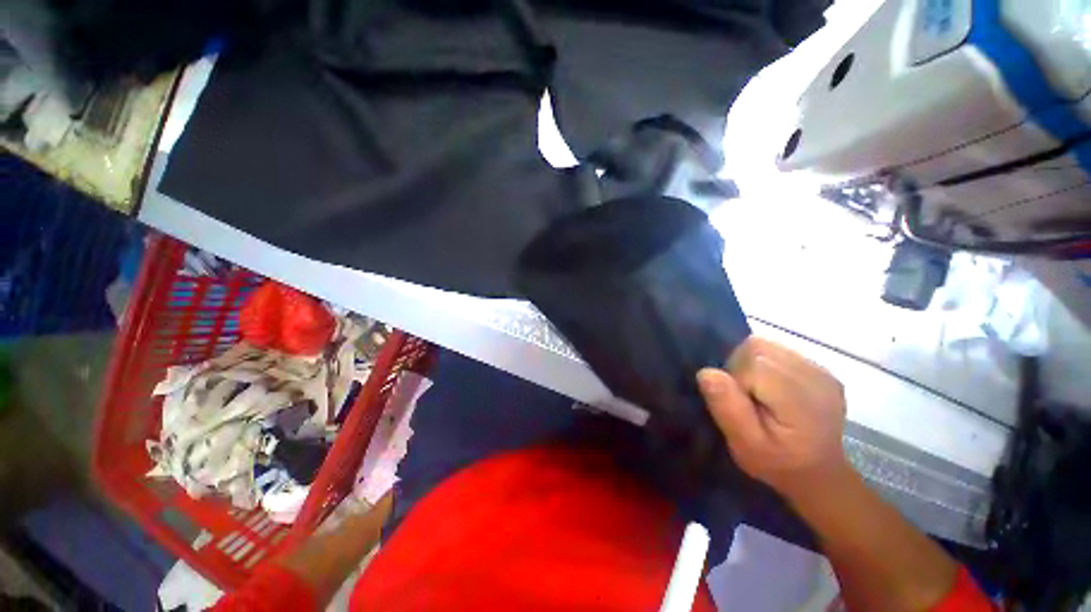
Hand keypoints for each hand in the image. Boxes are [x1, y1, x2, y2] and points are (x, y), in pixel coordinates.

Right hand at [697, 337, 848, 503]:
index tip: (740, 404)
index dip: (735, 378)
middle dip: (740, 367)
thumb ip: (727, 408)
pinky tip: (772, 388)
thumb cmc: (777, 463)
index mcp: (801, 400)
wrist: (817, 472)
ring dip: (750, 363)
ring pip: (765, 345)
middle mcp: (817, 377)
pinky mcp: (819, 367)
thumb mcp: (745, 445)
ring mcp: (821, 370)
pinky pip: (776, 350)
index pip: (753, 363)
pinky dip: (764, 364)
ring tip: (758, 391)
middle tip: (745, 398)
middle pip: (758, 347)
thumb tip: (706, 373)